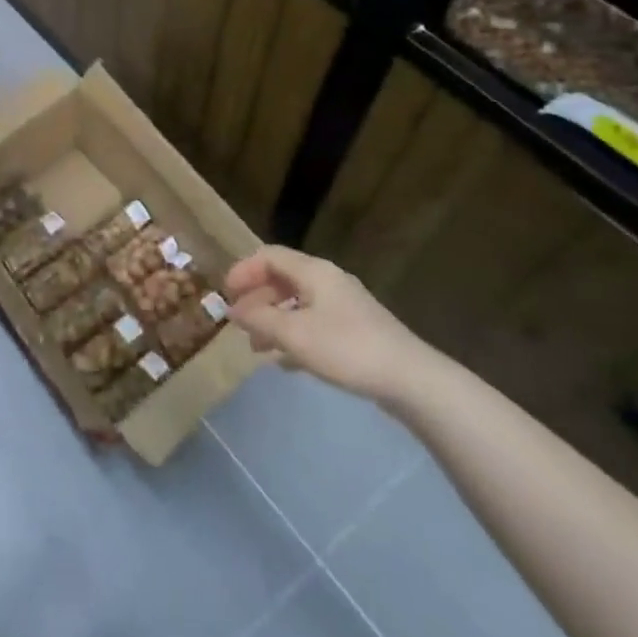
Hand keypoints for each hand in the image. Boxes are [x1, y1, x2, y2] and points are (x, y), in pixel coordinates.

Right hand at [225, 246, 431, 402]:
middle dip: (256, 299)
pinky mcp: (356, 331)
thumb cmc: (347, 348)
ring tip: (257, 348)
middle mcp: (328, 281)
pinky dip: (294, 336)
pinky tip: (285, 362)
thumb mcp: (294, 334)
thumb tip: (234, 310)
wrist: (411, 380)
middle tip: (239, 325)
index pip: (269, 256)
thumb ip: (259, 319)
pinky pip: (314, 324)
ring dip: (273, 320)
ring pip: (297, 304)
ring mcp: (344, 306)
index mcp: (314, 272)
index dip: (243, 271)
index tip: (226, 295)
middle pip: (282, 279)